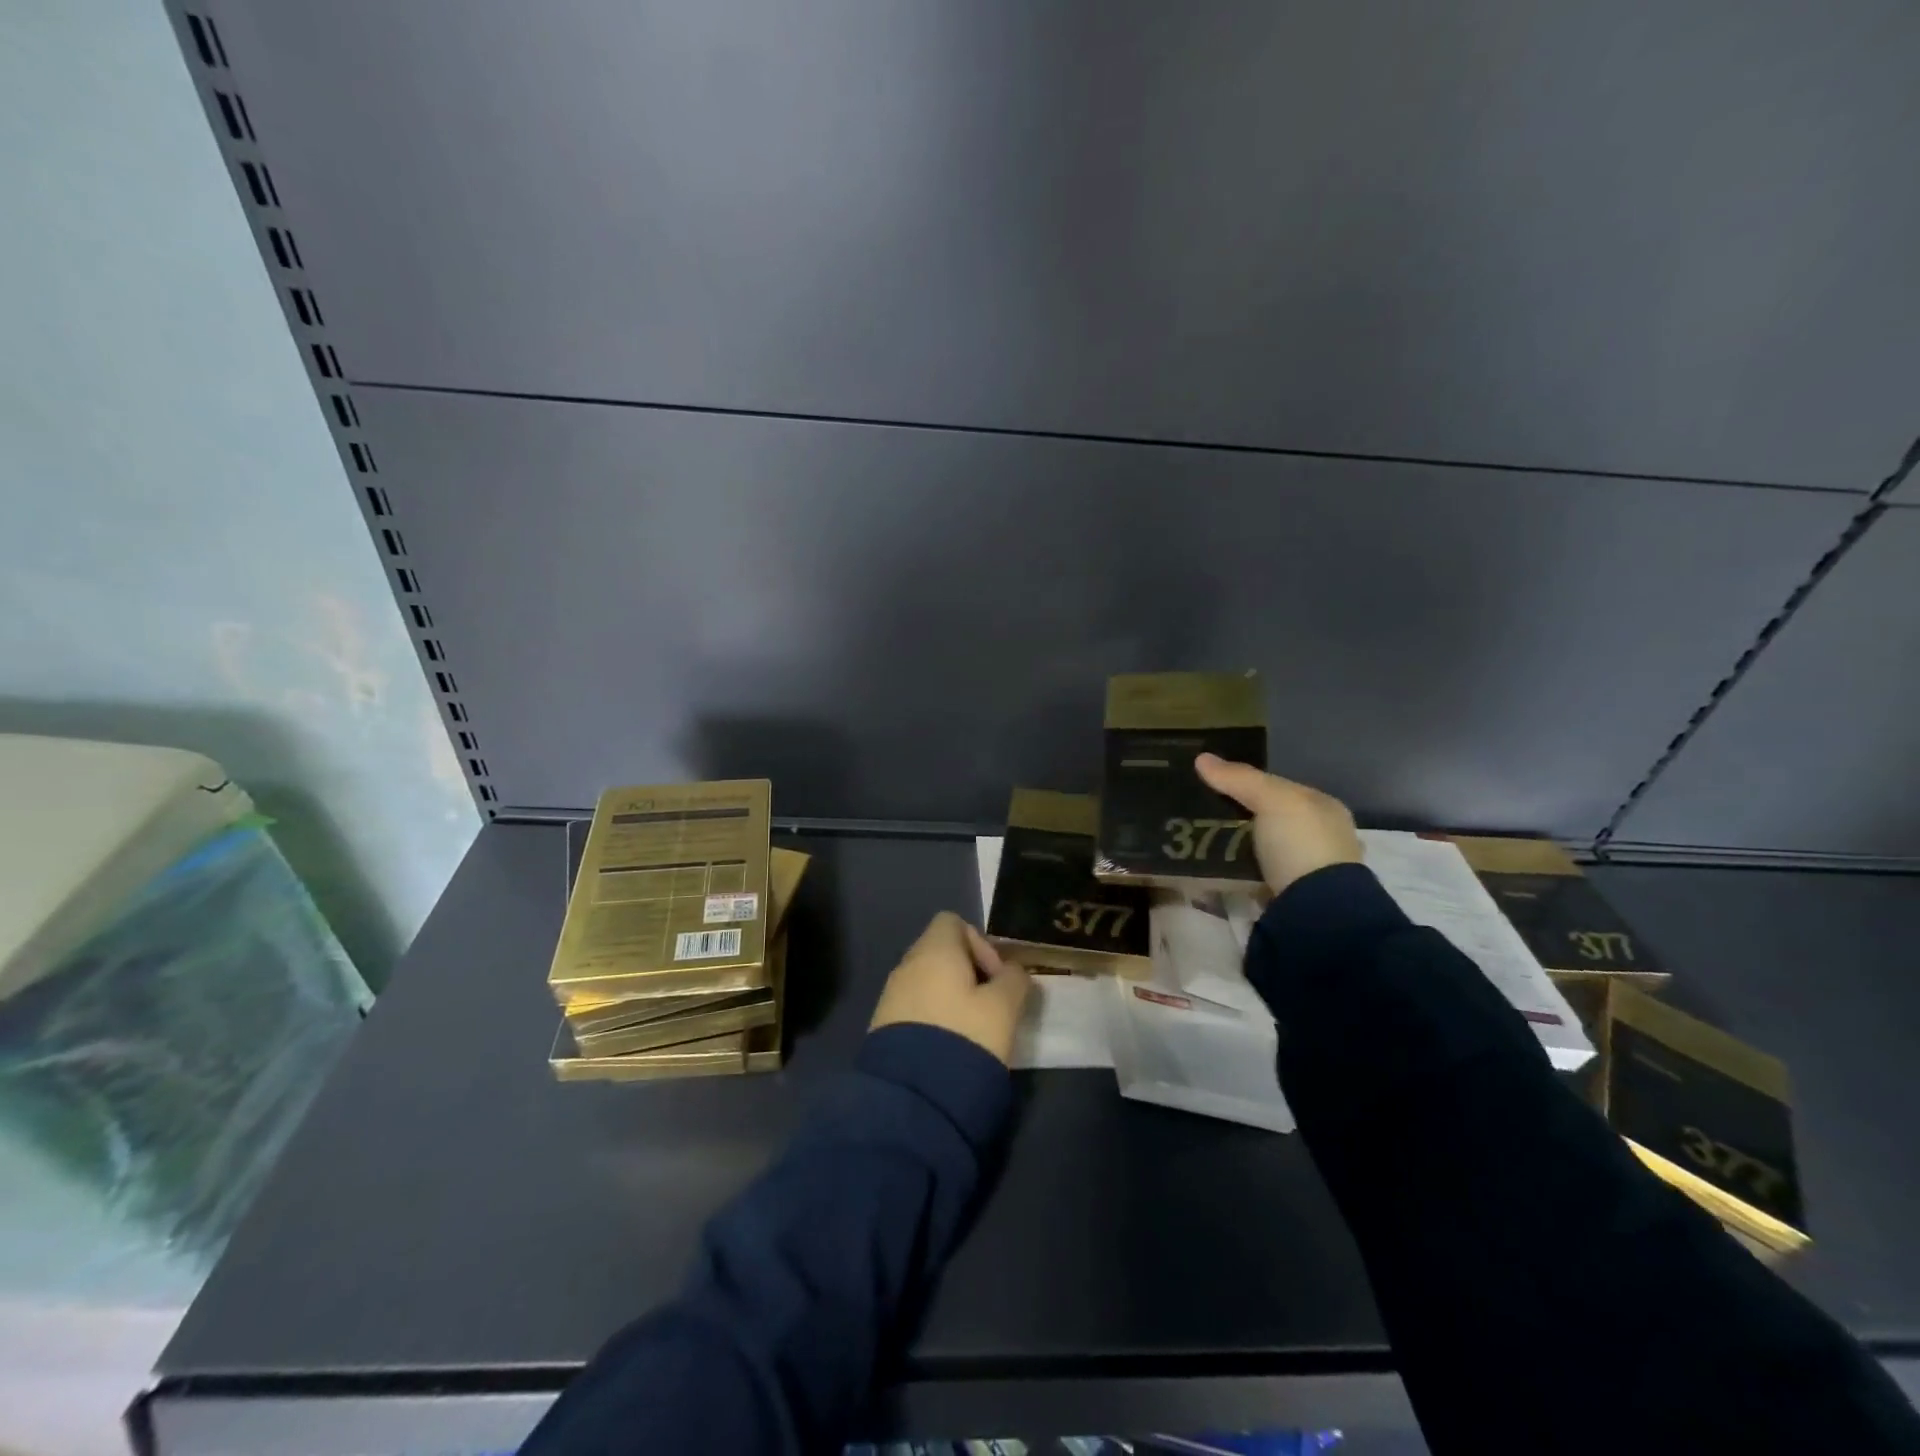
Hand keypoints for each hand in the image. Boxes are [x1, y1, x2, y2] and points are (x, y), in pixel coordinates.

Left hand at [869, 911, 1032, 1064]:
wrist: (914, 1097)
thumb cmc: (965, 1037)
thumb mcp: (1004, 1008)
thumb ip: (1014, 980)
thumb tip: (1013, 971)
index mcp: (934, 950)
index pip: (952, 921)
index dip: (980, 943)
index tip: (996, 976)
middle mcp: (906, 964)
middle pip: (940, 951)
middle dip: (968, 973)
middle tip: (990, 1005)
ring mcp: (890, 995)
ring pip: (927, 981)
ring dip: (951, 997)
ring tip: (972, 1030)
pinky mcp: (882, 1026)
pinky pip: (914, 1007)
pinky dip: (933, 1016)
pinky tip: (949, 1046)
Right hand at [1194, 753, 1362, 894]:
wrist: (1317, 911)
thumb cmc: (1302, 844)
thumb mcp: (1272, 800)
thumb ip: (1239, 779)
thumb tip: (1202, 758)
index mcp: (1324, 809)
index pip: (1280, 788)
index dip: (1248, 784)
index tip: (1213, 786)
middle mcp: (1320, 837)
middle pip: (1269, 820)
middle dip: (1239, 818)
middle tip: (1199, 815)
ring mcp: (1307, 871)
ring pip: (1261, 850)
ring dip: (1236, 848)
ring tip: (1198, 842)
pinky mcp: (1291, 899)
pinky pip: (1256, 877)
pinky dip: (1238, 874)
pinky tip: (1215, 870)